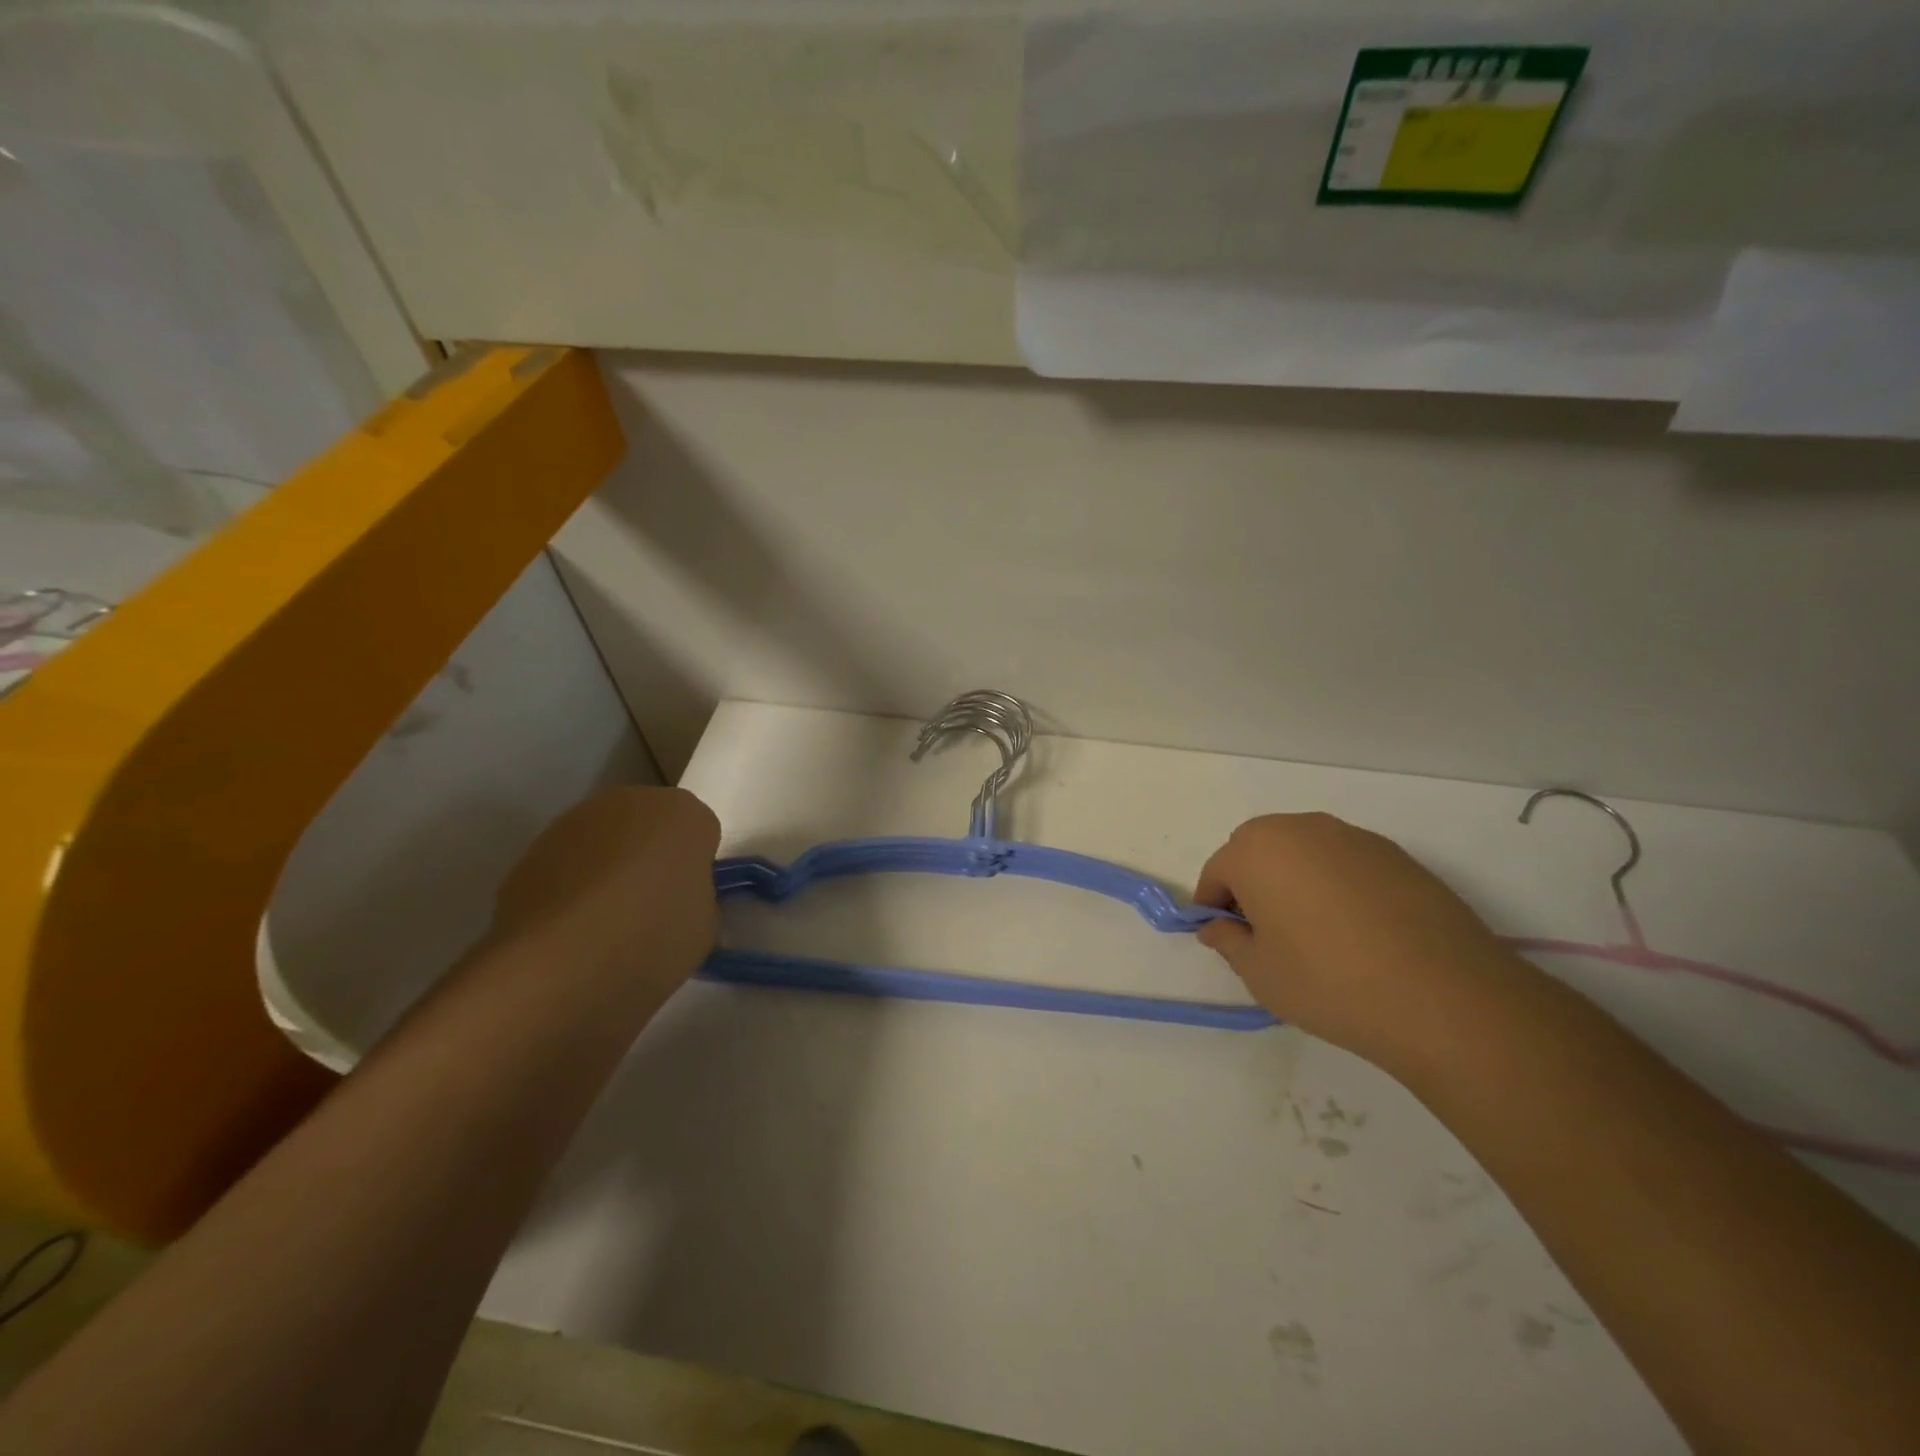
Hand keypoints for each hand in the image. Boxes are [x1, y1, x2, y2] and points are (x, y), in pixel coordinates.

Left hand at [492, 785, 721, 992]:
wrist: (556, 963)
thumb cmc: (651, 937)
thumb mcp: (703, 926)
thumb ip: (697, 898)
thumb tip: (677, 899)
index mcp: (684, 812)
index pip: (701, 832)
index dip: (696, 866)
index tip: (688, 898)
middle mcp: (630, 801)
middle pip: (651, 826)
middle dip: (652, 857)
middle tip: (651, 907)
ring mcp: (575, 821)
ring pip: (607, 842)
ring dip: (610, 868)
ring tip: (605, 923)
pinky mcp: (532, 849)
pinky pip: (569, 864)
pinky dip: (573, 887)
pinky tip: (571, 928)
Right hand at [1194, 813, 1514, 1067]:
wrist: (1444, 997)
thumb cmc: (1329, 982)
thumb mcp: (1260, 974)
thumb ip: (1229, 942)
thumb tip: (1218, 927)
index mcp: (1257, 851)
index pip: (1218, 871)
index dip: (1214, 905)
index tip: (1224, 937)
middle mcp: (1300, 829)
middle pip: (1258, 849)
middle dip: (1251, 882)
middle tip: (1265, 932)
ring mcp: (1352, 837)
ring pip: (1303, 851)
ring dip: (1294, 878)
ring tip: (1314, 931)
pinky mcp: (1395, 854)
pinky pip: (1344, 861)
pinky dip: (1336, 883)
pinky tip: (1356, 928)